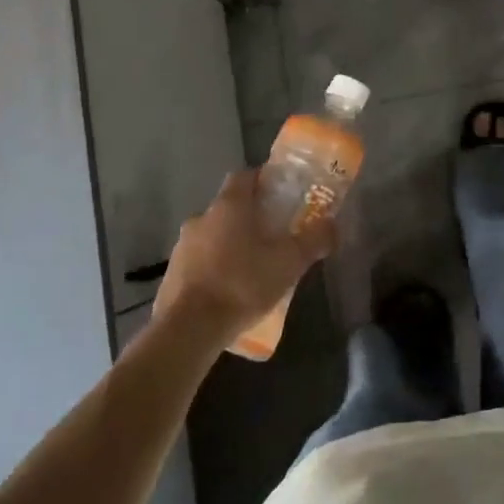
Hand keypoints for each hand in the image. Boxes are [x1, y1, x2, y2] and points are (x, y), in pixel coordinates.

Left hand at [152, 169, 334, 350]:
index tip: (280, 193)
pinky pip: (198, 262)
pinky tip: (229, 291)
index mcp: (229, 206)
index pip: (244, 176)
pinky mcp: (171, 274)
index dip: (262, 180)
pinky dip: (214, 269)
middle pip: (229, 207)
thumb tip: (333, 225)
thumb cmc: (242, 284)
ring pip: (212, 236)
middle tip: (272, 236)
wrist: (189, 328)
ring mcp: (181, 247)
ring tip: (252, 269)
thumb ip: (314, 241)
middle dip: (250, 218)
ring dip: (230, 245)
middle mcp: (201, 218)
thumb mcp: (289, 263)